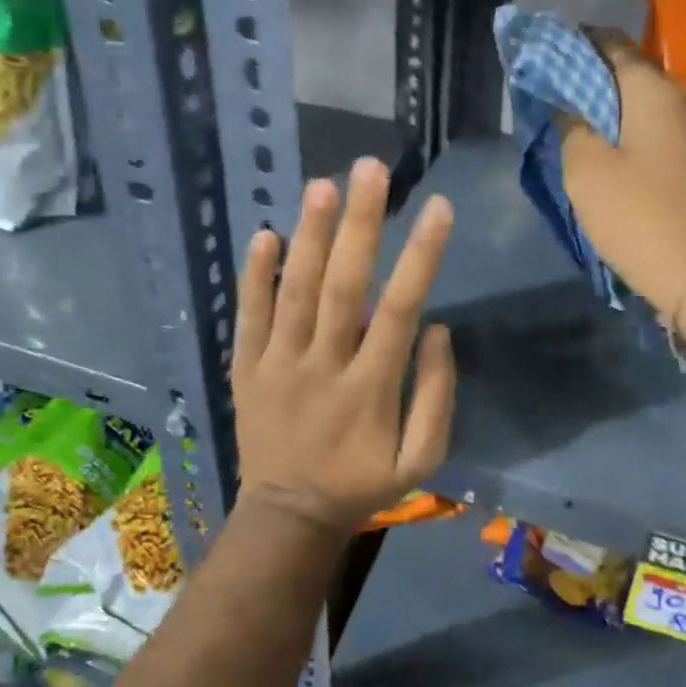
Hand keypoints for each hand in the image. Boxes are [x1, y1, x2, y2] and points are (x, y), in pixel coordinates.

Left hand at [232, 157, 456, 531]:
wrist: (288, 516)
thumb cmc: (362, 483)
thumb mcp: (421, 459)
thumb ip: (436, 395)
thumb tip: (437, 329)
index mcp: (371, 388)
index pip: (400, 308)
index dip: (421, 256)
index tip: (439, 207)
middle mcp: (323, 366)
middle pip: (342, 286)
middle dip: (360, 224)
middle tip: (370, 169)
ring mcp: (278, 365)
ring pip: (294, 292)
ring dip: (309, 236)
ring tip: (323, 186)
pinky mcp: (246, 369)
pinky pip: (248, 317)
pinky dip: (253, 276)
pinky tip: (264, 234)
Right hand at [559, 28, 685, 324]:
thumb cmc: (640, 215)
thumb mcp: (587, 169)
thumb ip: (572, 127)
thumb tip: (570, 109)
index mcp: (652, 91)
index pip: (610, 44)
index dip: (575, 44)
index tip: (545, 55)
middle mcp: (679, 102)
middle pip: (628, 75)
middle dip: (589, 79)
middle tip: (551, 95)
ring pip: (640, 107)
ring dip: (607, 110)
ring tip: (571, 124)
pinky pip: (653, 134)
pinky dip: (626, 135)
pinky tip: (604, 153)